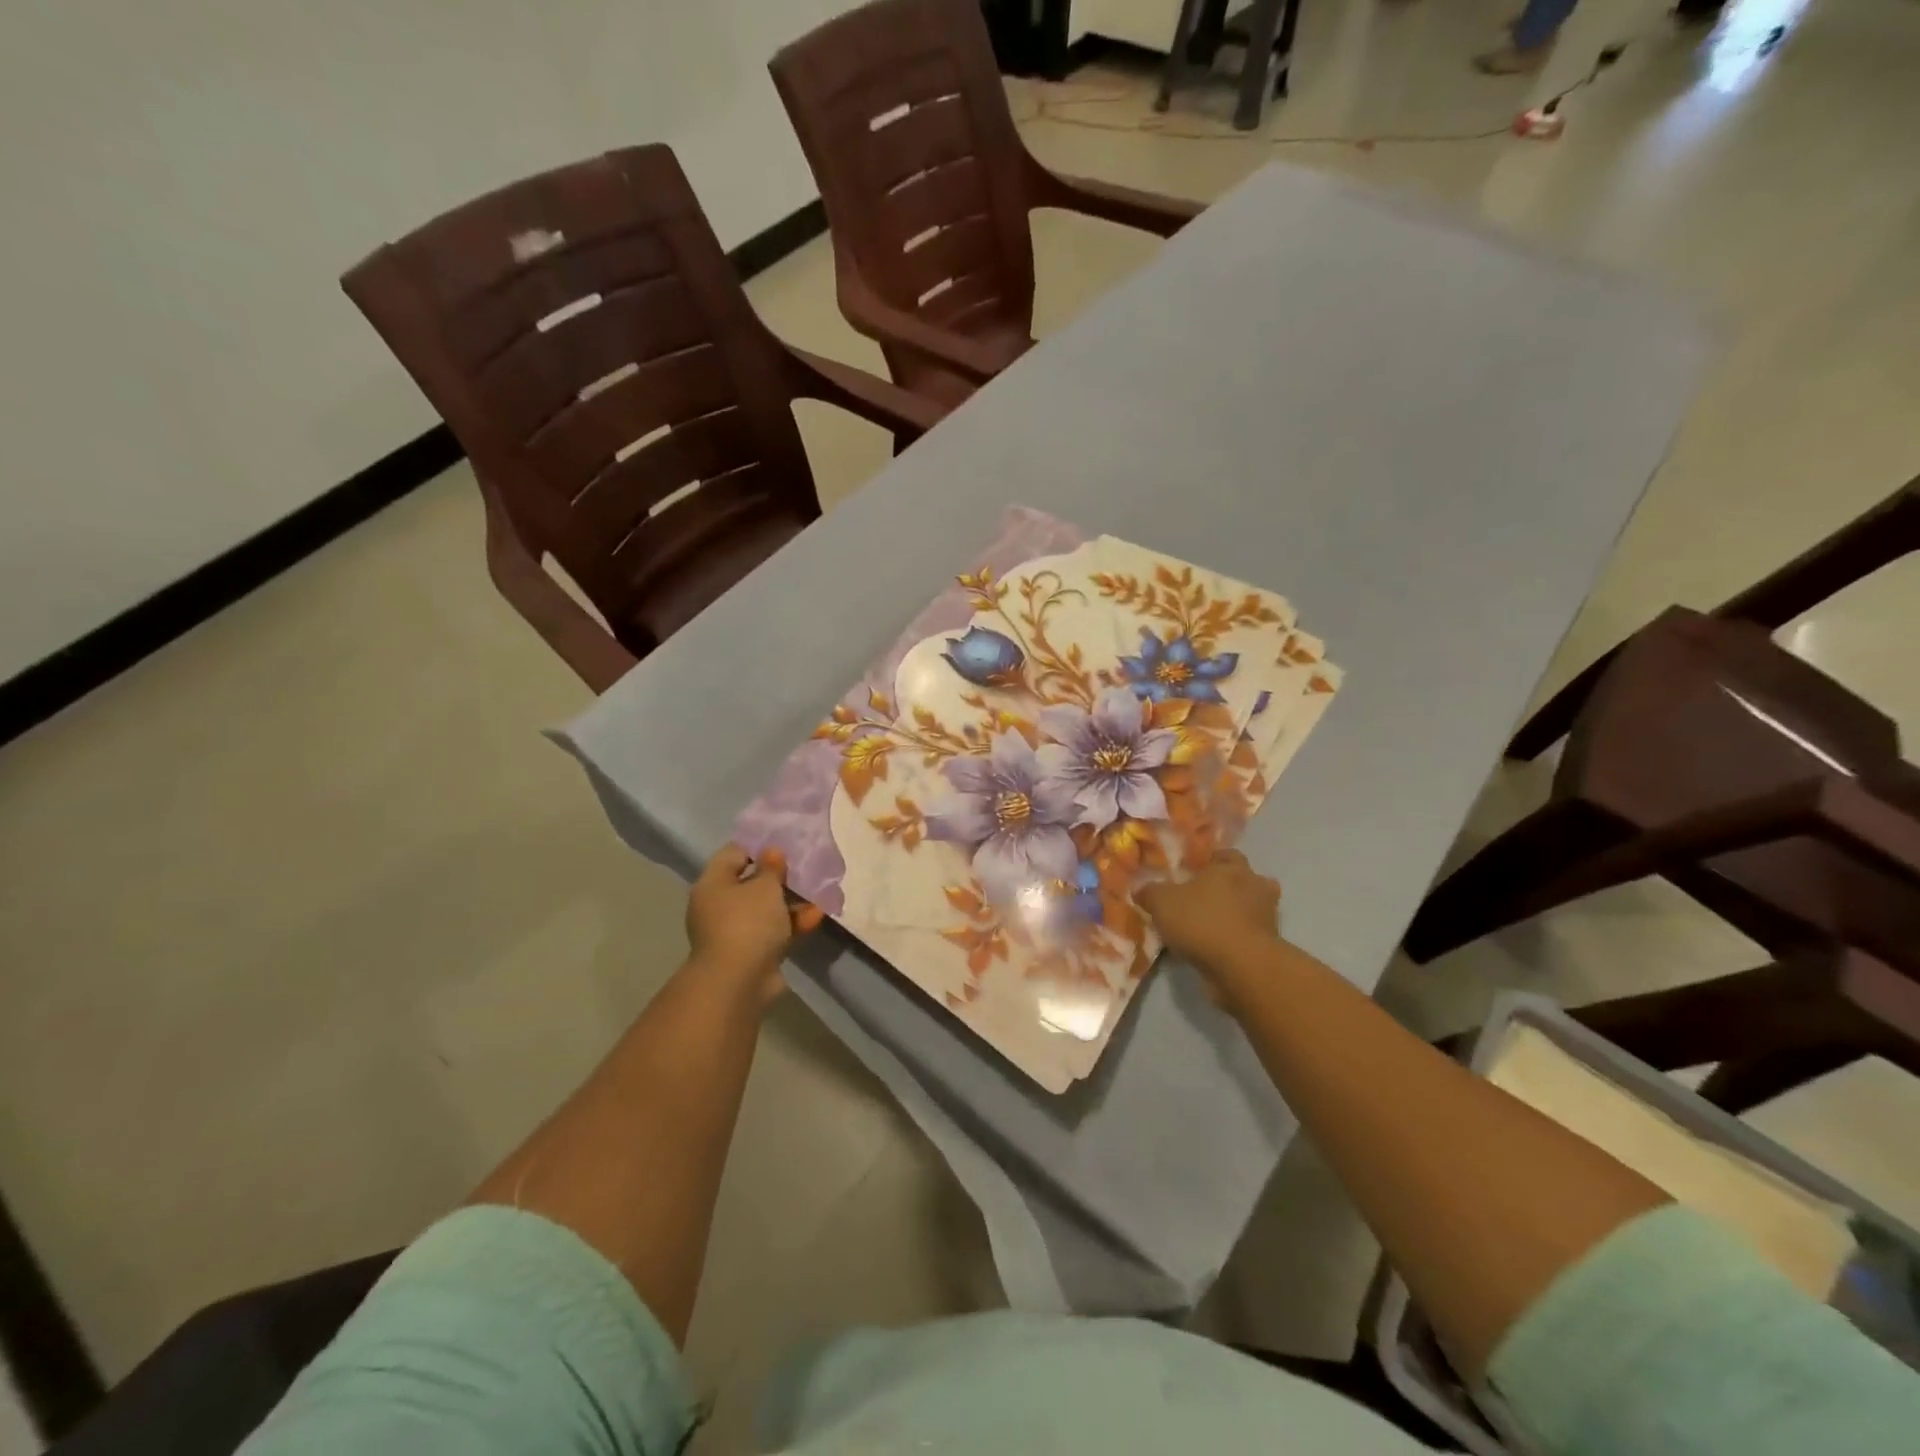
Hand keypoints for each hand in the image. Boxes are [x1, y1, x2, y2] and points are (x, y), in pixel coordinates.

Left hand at [685, 845, 823, 1002]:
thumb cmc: (748, 923)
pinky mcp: (751, 953)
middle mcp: (718, 906)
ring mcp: (735, 932)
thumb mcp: (765, 887)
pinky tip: (817, 916)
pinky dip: (792, 924)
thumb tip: (772, 852)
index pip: (733, 854)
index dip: (759, 846)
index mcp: (713, 884)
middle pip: (751, 883)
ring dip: (792, 903)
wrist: (738, 983)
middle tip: (806, 868)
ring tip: (820, 893)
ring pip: (766, 910)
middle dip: (780, 878)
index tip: (785, 844)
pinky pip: (774, 931)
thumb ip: (771, 867)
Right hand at [1137, 851, 1282, 1004]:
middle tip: (1204, 900)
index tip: (1194, 874)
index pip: (1226, 855)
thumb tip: (1142, 890)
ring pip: (1252, 909)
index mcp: (1231, 867)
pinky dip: (1238, 940)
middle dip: (1229, 888)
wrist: (1241, 966)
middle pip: (1245, 880)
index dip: (1211, 863)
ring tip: (1211, 928)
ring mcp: (1268, 917)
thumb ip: (1151, 892)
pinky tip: (1218, 950)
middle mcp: (1255, 886)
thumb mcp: (1162, 902)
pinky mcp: (1271, 946)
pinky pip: (1251, 936)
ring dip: (1237, 915)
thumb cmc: (1202, 921)